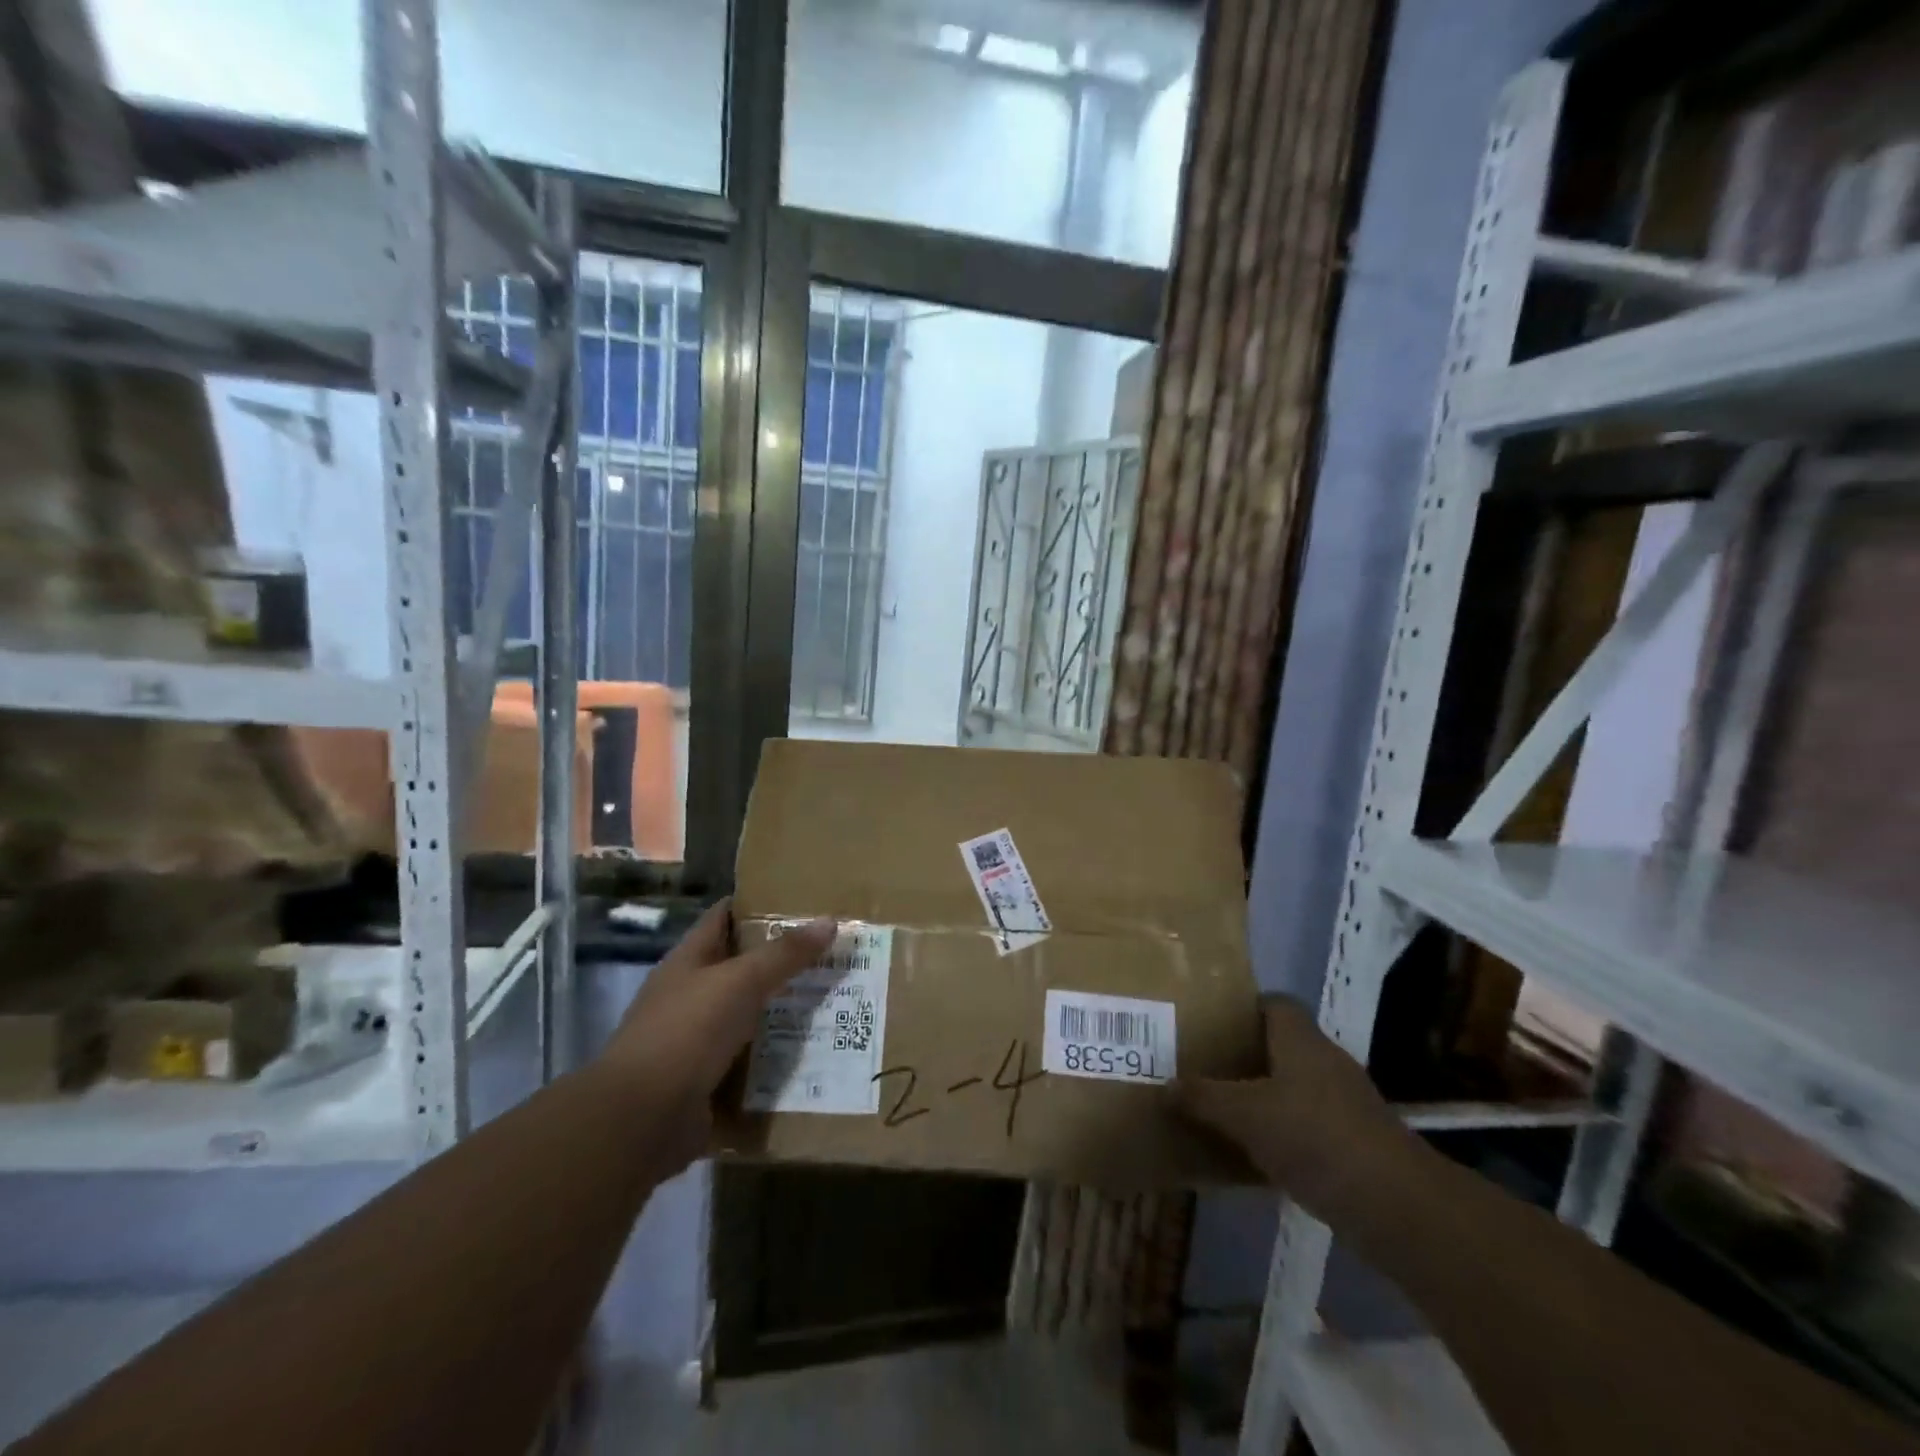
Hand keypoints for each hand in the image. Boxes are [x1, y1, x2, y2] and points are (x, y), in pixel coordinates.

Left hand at [593, 901, 835, 1172]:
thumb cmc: (687, 1032)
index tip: (803, 902)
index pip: (724, 918)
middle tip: (833, 953)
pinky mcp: (706, 1081)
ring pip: (748, 1016)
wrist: (642, 1120)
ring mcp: (695, 1041)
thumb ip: (784, 954)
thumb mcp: (740, 982)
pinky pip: (749, 1061)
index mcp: (688, 961)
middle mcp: (689, 995)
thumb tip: (829, 921)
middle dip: (783, 962)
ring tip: (835, 1000)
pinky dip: (775, 1058)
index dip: (758, 905)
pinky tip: (814, 1052)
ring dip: (784, 1012)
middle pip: (741, 968)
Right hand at [1174, 999, 1416, 1222]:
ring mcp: (1343, 1106)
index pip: (1274, 1004)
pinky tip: (1249, 1156)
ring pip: (1290, 1089)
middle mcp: (1324, 1064)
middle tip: (1200, 1065)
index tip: (1208, 1021)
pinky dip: (1278, 1137)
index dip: (1242, 1007)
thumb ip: (1203, 1097)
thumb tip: (1164, 1085)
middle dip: (1241, 1055)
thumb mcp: (1245, 1114)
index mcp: (1301, 1041)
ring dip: (1259, 1099)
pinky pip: (1303, 1128)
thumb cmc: (1314, 1137)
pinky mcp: (1352, 1145)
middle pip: (1278, 1047)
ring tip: (1217, 1109)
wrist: (1396, 1206)